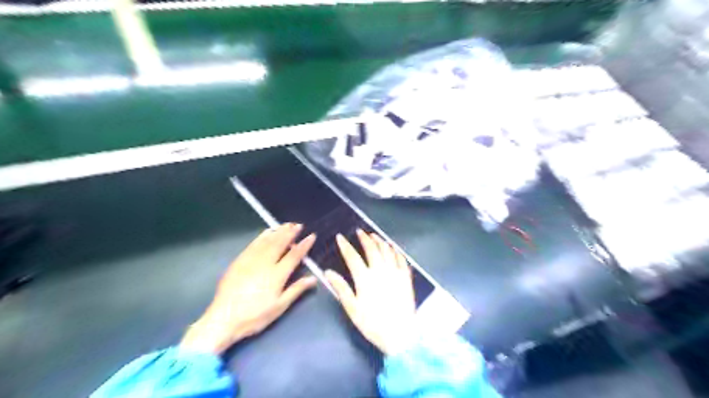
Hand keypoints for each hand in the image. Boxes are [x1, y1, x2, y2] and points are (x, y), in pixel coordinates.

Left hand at [180, 224, 316, 353]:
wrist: (223, 319)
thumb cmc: (255, 316)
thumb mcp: (279, 307)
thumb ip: (296, 290)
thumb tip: (313, 278)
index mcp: (277, 275)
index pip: (294, 255)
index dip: (304, 245)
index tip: (311, 236)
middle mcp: (265, 263)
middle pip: (280, 243)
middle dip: (291, 233)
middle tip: (298, 225)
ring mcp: (251, 260)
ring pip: (267, 241)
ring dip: (278, 231)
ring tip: (286, 225)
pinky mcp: (239, 261)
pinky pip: (253, 244)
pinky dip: (262, 236)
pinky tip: (267, 232)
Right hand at [325, 229, 416, 355]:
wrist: (400, 334)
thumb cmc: (372, 323)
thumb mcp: (352, 308)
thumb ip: (341, 288)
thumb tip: (328, 272)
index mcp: (365, 278)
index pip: (352, 257)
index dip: (345, 246)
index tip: (340, 237)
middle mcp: (380, 270)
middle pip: (371, 249)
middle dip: (364, 238)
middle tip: (359, 231)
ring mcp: (395, 272)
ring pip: (387, 250)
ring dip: (379, 241)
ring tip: (374, 235)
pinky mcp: (406, 278)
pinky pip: (401, 259)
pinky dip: (395, 251)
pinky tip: (392, 247)